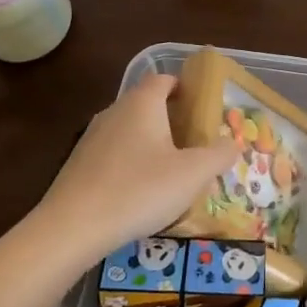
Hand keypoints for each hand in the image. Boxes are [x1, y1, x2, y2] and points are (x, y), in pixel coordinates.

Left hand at [37, 74, 238, 263]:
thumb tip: (234, 143)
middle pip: (147, 104)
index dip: (185, 88)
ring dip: (150, 143)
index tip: (203, 109)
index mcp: (143, 103)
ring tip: (171, 170)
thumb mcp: (192, 174)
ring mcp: (92, 137)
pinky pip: (113, 154)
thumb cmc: (139, 190)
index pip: (164, 79)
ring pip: (129, 130)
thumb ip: (219, 155)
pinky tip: (140, 193)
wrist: (72, 228)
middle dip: (172, 119)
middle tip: (195, 143)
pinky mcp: (78, 164)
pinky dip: (130, 164)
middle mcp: (115, 111)